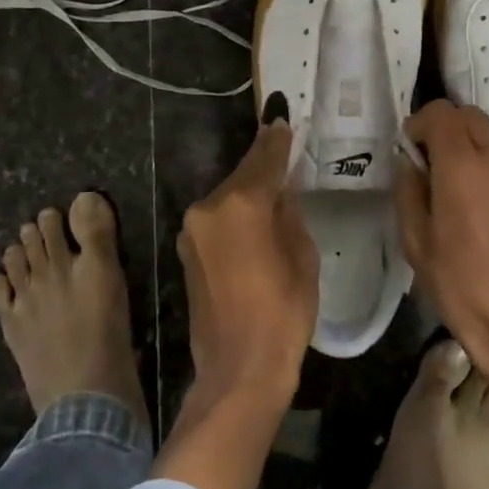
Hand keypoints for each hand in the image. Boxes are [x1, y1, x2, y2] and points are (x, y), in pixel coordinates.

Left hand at [177, 121, 319, 403]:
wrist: (238, 370)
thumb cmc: (283, 313)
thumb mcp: (302, 256)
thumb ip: (289, 212)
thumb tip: (281, 189)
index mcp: (241, 204)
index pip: (264, 158)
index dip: (276, 138)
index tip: (282, 118)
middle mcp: (209, 208)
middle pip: (242, 176)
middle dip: (263, 166)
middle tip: (284, 151)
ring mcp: (192, 229)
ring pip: (227, 197)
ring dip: (248, 192)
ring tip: (273, 192)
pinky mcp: (186, 250)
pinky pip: (216, 219)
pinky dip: (234, 215)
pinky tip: (252, 223)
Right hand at [396, 100, 488, 484]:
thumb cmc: (461, 287)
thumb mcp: (416, 242)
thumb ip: (409, 190)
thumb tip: (410, 162)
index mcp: (464, 166)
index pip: (441, 113)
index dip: (420, 125)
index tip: (411, 152)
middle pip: (470, 116)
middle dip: (446, 129)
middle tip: (432, 165)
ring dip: (471, 149)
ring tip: (460, 191)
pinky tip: (487, 211)